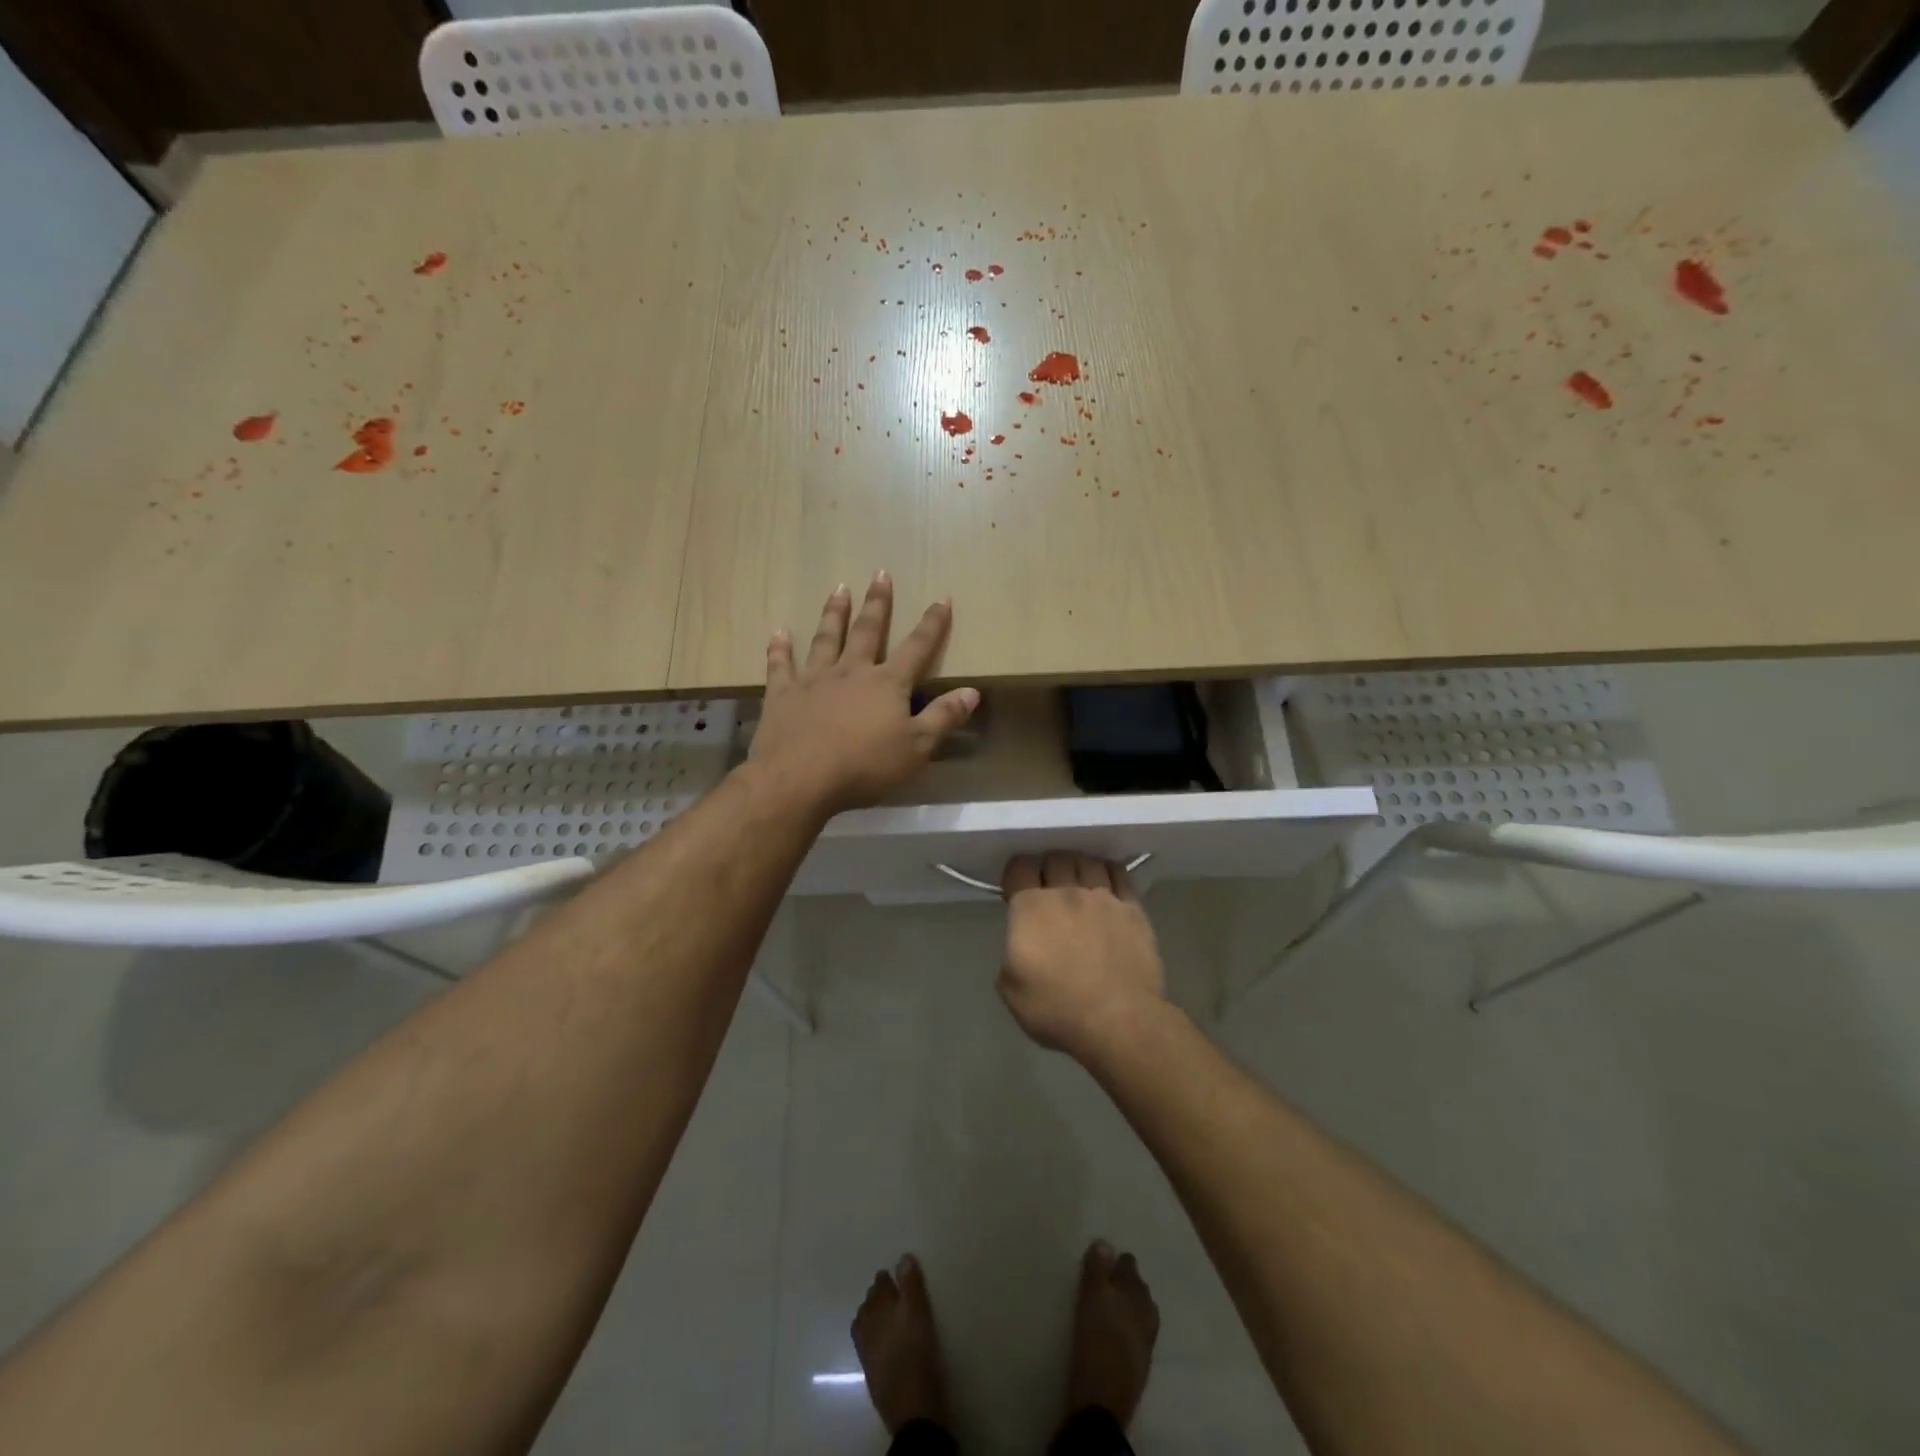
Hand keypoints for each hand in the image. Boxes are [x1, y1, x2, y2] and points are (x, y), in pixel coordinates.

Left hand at [751, 573, 979, 815]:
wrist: (799, 779)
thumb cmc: (865, 766)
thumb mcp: (917, 748)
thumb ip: (943, 718)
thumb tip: (972, 691)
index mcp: (887, 684)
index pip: (917, 648)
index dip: (932, 624)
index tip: (942, 598)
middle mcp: (851, 672)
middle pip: (867, 631)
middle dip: (877, 603)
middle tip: (880, 573)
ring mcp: (814, 680)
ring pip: (826, 639)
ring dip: (834, 613)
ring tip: (839, 588)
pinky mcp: (783, 695)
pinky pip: (781, 665)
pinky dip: (780, 648)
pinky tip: (779, 631)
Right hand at [998, 853, 1167, 1062]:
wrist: (1119, 1021)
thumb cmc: (1057, 1009)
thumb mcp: (1011, 991)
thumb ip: (1010, 956)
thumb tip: (1021, 946)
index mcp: (1031, 908)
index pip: (1019, 867)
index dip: (1015, 873)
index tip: (1016, 887)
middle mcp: (1066, 892)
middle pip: (1055, 857)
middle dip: (1047, 867)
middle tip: (1047, 886)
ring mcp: (1103, 897)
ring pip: (1087, 860)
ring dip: (1077, 865)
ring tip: (1077, 880)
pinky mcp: (1132, 908)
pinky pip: (1119, 874)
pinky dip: (1108, 871)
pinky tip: (1106, 881)